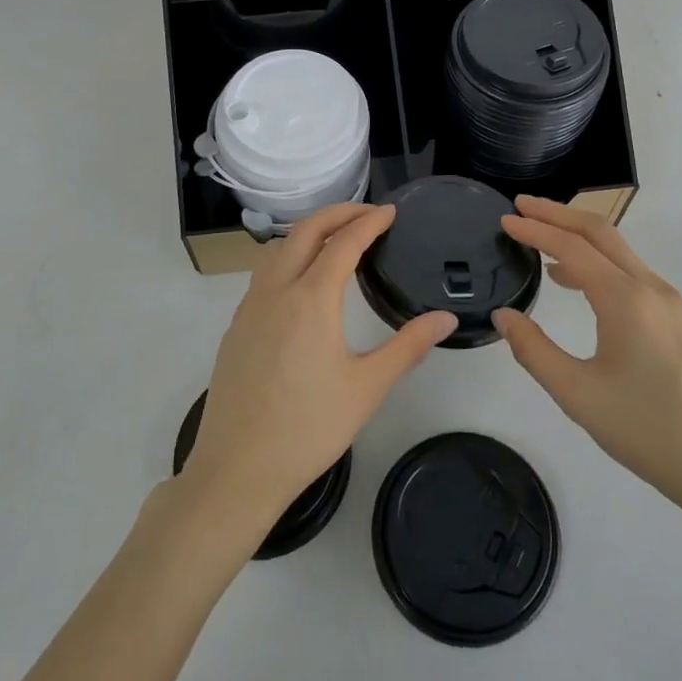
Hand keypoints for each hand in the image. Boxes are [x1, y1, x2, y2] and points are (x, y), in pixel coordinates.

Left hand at [182, 204, 457, 529]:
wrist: (237, 468)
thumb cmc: (309, 428)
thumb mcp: (367, 387)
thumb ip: (408, 347)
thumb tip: (445, 319)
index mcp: (311, 298)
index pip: (344, 243)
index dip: (369, 222)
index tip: (391, 212)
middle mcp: (276, 290)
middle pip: (306, 231)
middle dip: (338, 213)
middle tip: (368, 214)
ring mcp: (250, 306)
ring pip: (279, 248)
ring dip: (309, 232)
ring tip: (336, 240)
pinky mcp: (237, 326)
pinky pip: (264, 273)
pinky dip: (288, 256)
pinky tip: (301, 283)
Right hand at [492, 196, 681, 524]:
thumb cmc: (647, 431)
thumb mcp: (577, 395)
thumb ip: (534, 350)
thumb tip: (503, 315)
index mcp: (626, 300)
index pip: (572, 247)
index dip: (535, 230)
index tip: (504, 219)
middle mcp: (649, 288)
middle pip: (599, 233)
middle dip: (558, 214)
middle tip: (521, 206)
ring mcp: (667, 302)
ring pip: (617, 250)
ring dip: (577, 235)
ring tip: (539, 239)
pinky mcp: (675, 318)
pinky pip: (629, 271)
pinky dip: (596, 260)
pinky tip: (574, 281)